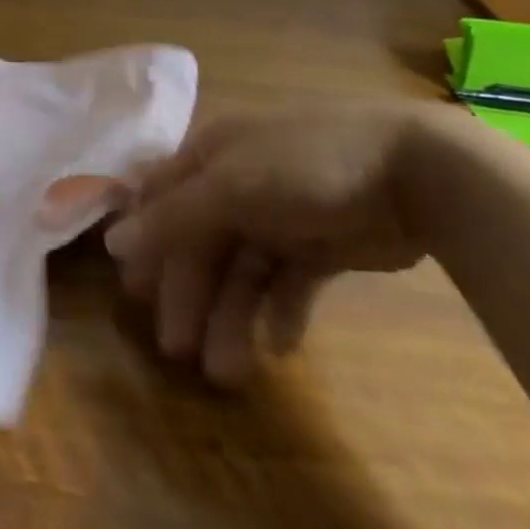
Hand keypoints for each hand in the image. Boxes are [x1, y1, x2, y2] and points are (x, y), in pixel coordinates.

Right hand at [104, 101, 470, 387]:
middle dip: (189, 295)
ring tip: (227, 372)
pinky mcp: (322, 246)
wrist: (418, 171)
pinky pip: (289, 283)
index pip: (161, 200)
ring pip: (243, 271)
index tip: (132, 291)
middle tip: (178, 351)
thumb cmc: (304, 165)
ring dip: (231, 317)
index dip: (145, 243)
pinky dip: (281, 312)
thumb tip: (112, 241)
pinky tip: (281, 346)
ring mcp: (281, 216)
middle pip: (200, 243)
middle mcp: (237, 184)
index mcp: (210, 156)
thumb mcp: (230, 186)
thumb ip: (173, 216)